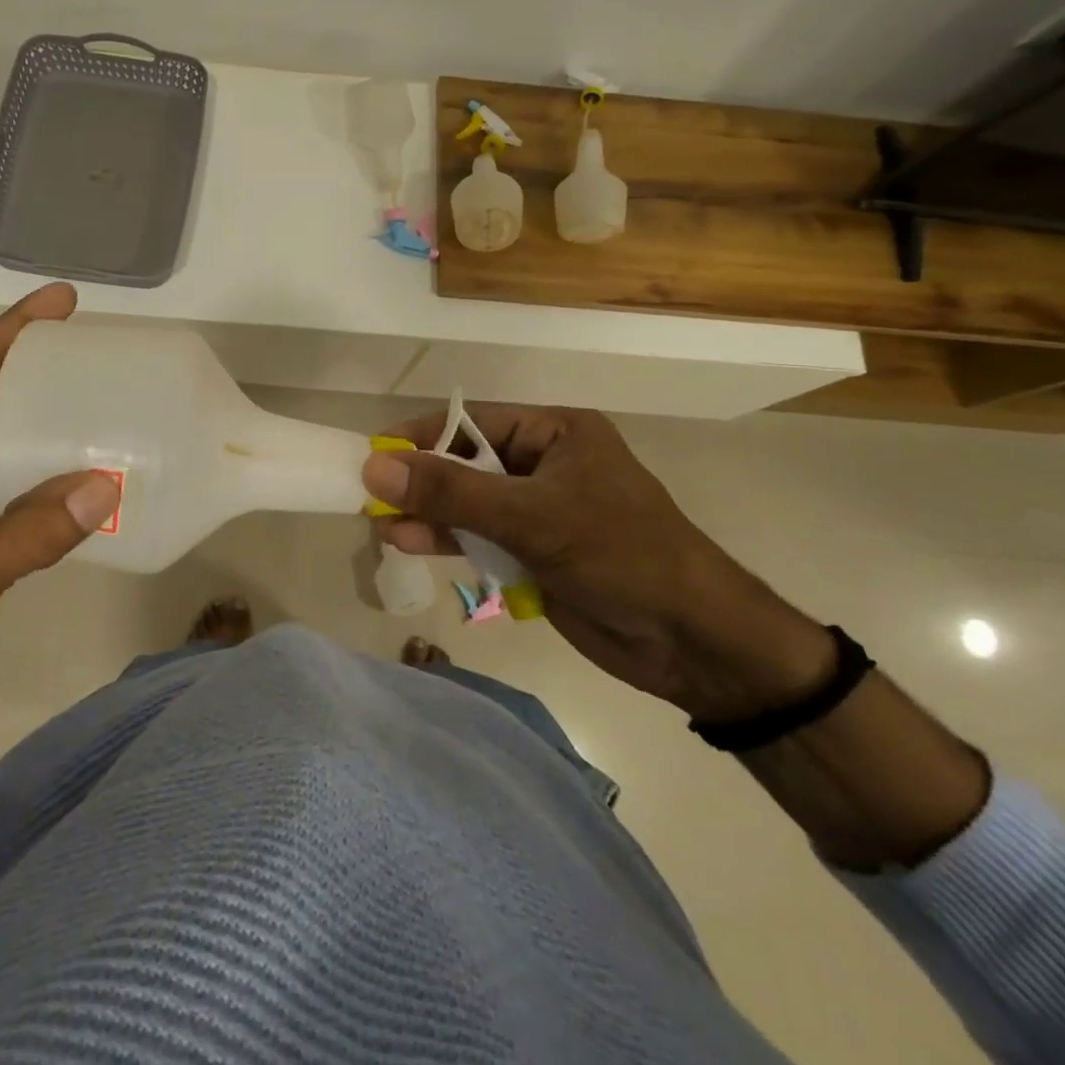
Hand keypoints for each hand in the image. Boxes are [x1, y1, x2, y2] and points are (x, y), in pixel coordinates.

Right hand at [363, 405, 832, 721]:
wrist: (693, 641)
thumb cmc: (621, 555)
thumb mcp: (533, 517)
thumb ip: (453, 493)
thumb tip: (375, 466)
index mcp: (555, 433)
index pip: (472, 422)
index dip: (422, 437)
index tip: (373, 454)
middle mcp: (544, 465)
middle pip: (466, 464)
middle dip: (421, 482)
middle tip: (371, 497)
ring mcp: (539, 512)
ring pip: (469, 504)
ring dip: (430, 515)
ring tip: (384, 527)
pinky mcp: (535, 554)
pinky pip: (481, 539)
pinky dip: (450, 542)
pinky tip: (412, 545)